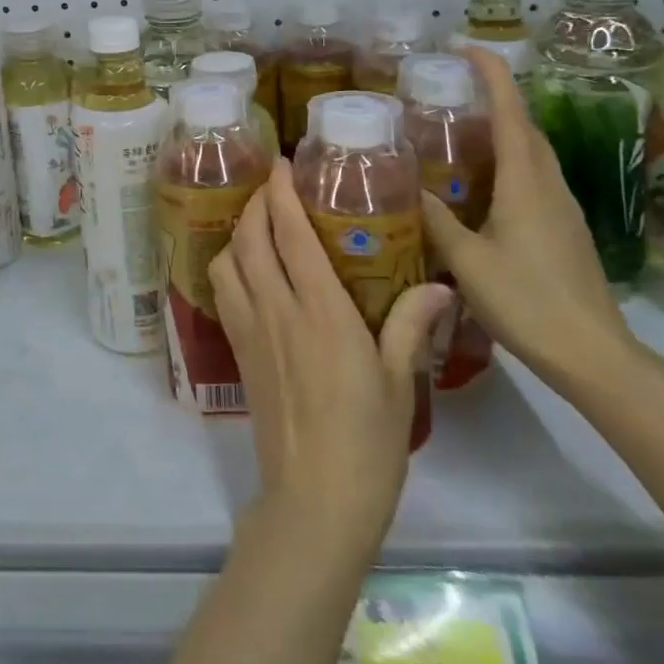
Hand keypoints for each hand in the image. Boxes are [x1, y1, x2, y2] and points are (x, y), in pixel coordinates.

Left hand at [209, 158, 452, 554]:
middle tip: (272, 185)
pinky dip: (229, 266)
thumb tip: (440, 284)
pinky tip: (249, 271)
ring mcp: (250, 329)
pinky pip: (223, 292)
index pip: (288, 232)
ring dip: (237, 232)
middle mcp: (275, 308)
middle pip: (249, 237)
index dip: (280, 191)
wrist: (314, 499)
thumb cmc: (367, 440)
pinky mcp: (238, 351)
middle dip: (256, 202)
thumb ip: (413, 324)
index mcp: (319, 309)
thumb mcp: (401, 380)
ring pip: (226, 261)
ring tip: (259, 225)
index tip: (282, 163)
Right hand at [418, 48, 636, 386]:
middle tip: (450, 90)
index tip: (464, 47)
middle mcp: (548, 185)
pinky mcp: (564, 229)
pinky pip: (534, 177)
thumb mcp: (467, 260)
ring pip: (532, 152)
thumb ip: (436, 221)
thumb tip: (407, 187)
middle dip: (495, 97)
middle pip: (526, 126)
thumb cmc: (527, 302)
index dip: (491, 74)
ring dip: (503, 130)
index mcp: (526, 183)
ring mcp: (562, 207)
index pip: (511, 112)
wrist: (593, 355)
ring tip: (460, 130)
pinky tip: (481, 183)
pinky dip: (508, 161)